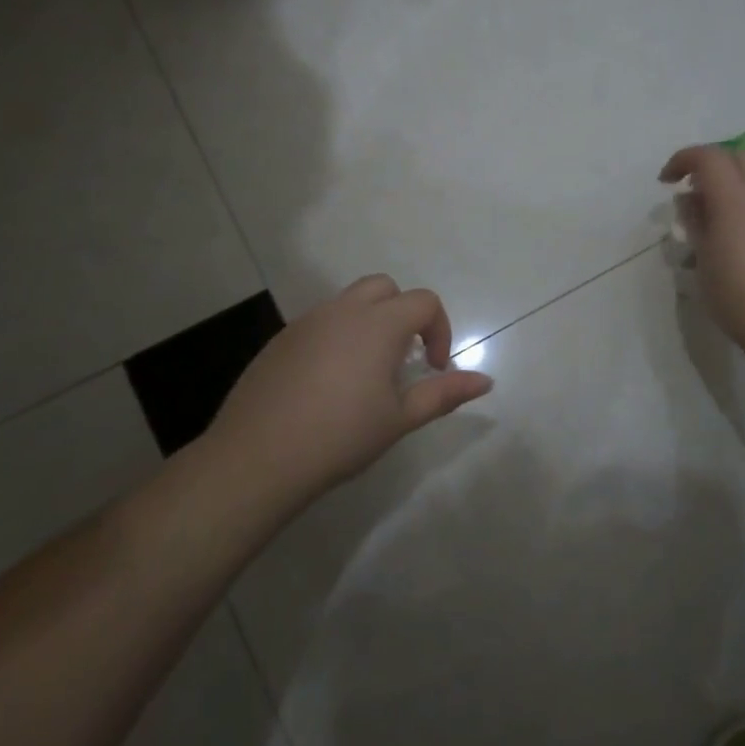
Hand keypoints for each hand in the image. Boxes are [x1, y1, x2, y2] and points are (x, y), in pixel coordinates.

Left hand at [205, 275, 492, 505]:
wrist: (258, 458)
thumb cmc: (341, 436)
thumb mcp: (400, 418)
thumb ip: (445, 393)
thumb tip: (486, 381)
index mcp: (378, 324)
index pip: (424, 302)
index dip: (440, 330)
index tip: (435, 368)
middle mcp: (342, 311)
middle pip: (384, 288)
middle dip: (404, 314)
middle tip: (404, 359)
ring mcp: (306, 322)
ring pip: (349, 303)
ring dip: (369, 323)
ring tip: (367, 373)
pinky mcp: (280, 340)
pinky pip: (320, 323)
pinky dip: (338, 337)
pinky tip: (328, 384)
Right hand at [661, 144, 744, 370]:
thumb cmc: (739, 297)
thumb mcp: (704, 261)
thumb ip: (695, 224)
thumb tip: (689, 201)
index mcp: (735, 201)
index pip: (708, 157)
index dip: (682, 160)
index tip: (665, 182)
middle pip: (737, 157)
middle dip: (709, 165)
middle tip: (690, 192)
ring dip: (728, 186)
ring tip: (708, 221)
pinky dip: (743, 206)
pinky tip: (732, 241)